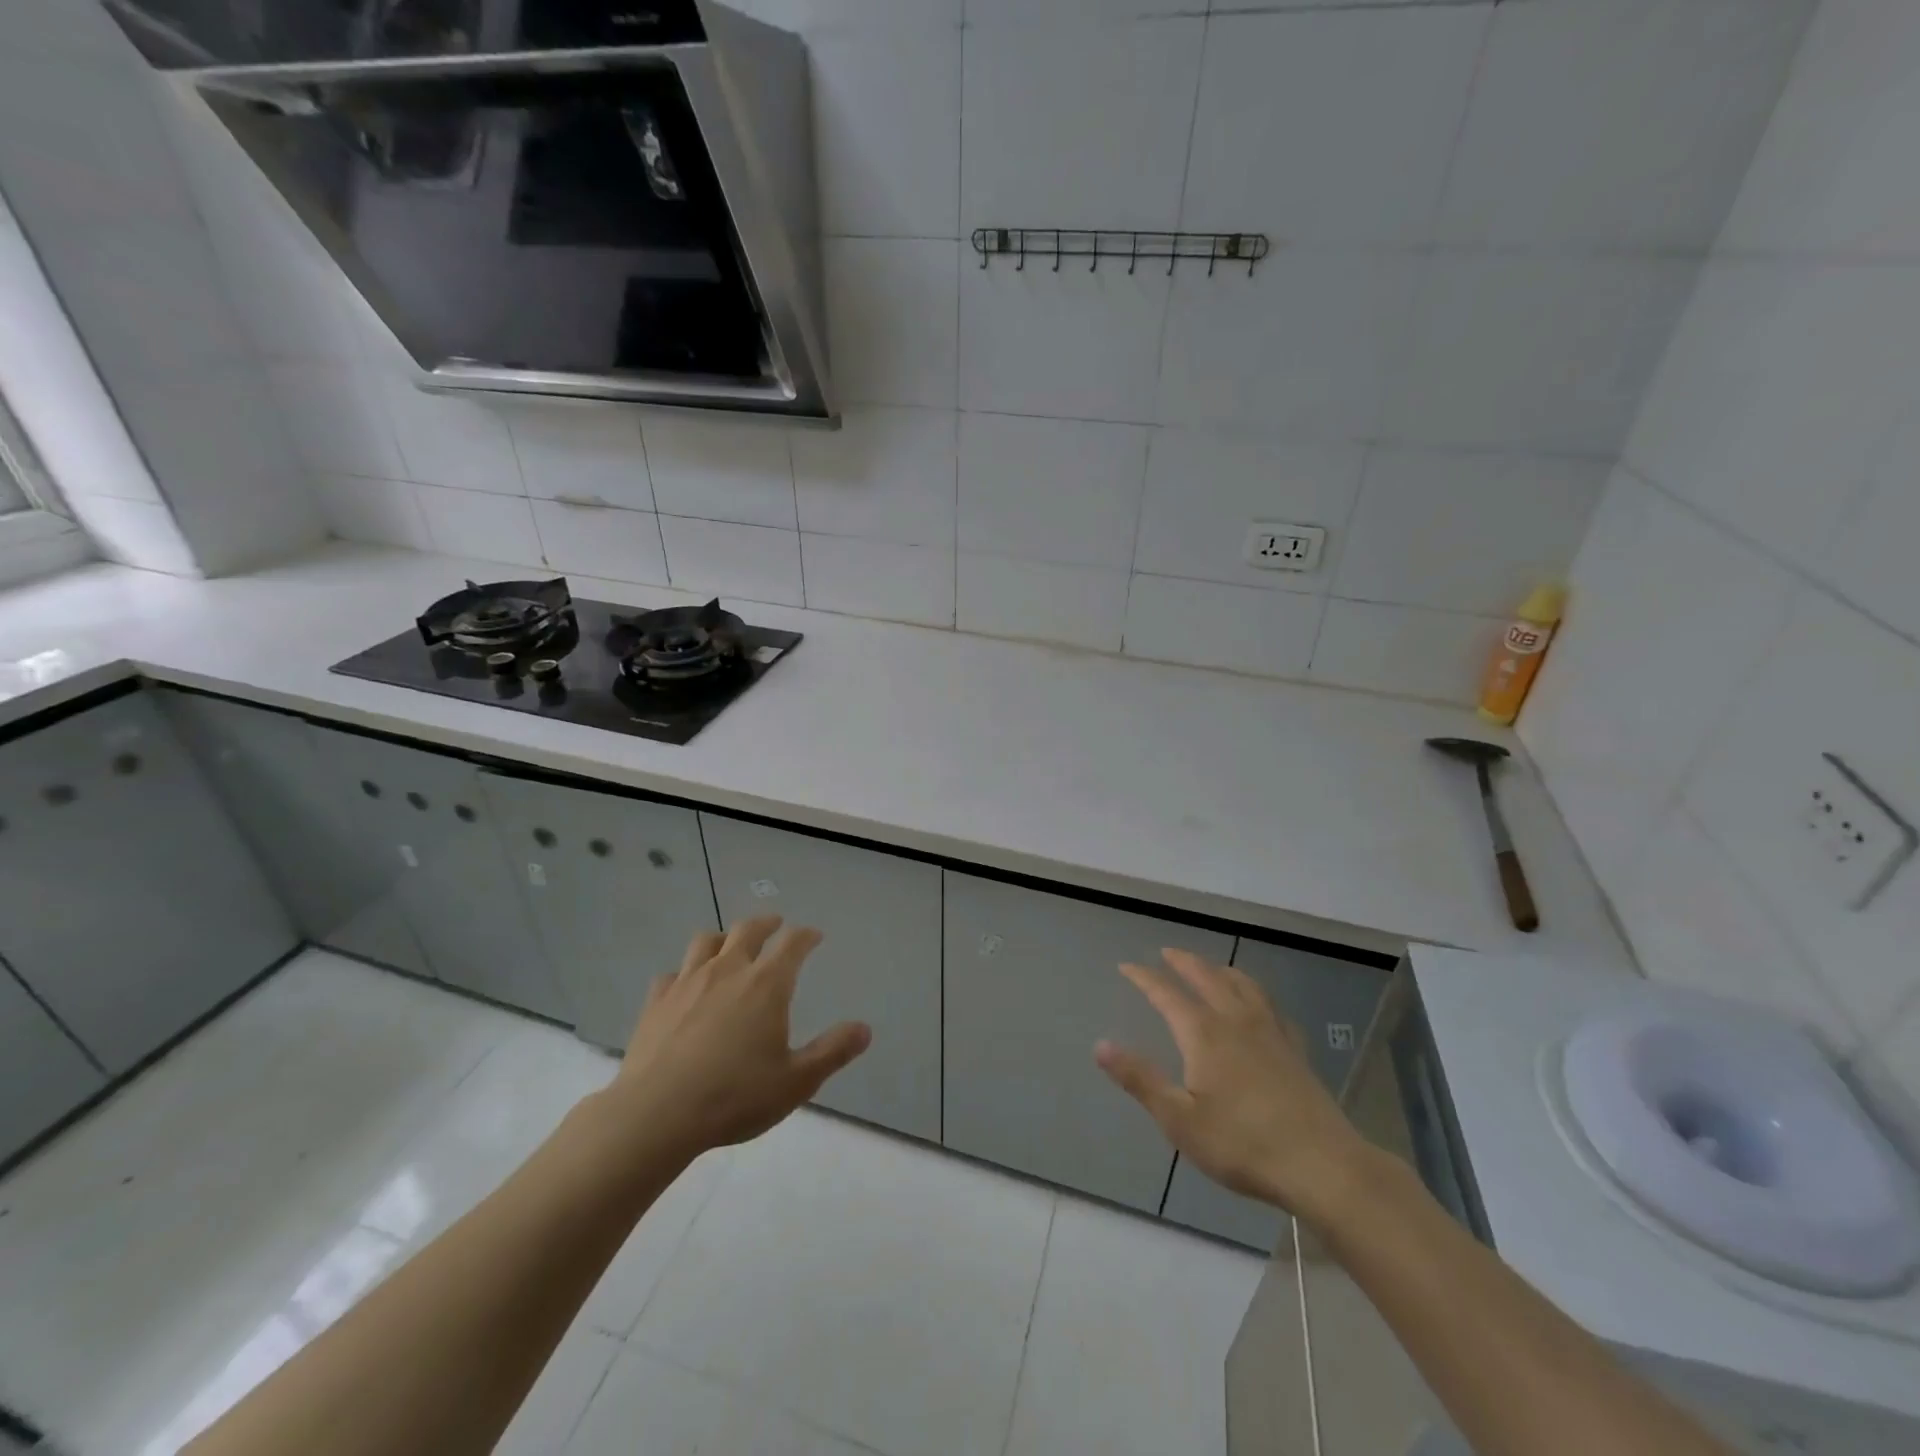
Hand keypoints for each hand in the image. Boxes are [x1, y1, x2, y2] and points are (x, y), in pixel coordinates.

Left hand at [602, 916, 870, 1161]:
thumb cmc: (735, 1096)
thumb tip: (865, 1029)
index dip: (806, 935)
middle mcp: (728, 970)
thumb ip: (833, 1052)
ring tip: (729, 946)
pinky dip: (684, 973)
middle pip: (748, 929)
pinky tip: (685, 987)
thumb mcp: (796, 1081)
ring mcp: (687, 982)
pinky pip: (672, 973)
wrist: (656, 1114)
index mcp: (767, 984)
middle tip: (775, 925)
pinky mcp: (656, 1001)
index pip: (792, 943)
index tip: (814, 936)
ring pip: (706, 941)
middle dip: (766, 923)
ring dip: (723, 938)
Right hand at [1096, 949, 1376, 1227]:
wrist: (1322, 1165)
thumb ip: (1140, 1079)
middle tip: (1167, 953)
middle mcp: (1235, 1020)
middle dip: (1183, 962)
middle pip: (1206, 977)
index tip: (1126, 966)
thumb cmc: (1242, 1144)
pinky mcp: (1294, 1049)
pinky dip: (1254, 993)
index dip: (1144, 977)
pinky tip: (1258, 1005)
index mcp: (1203, 1033)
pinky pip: (1270, 1005)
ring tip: (1210, 967)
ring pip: (1242, 984)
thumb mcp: (1179, 1119)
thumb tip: (1100, 1045)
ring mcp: (1270, 1032)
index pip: (1166, 993)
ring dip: (1220, 969)